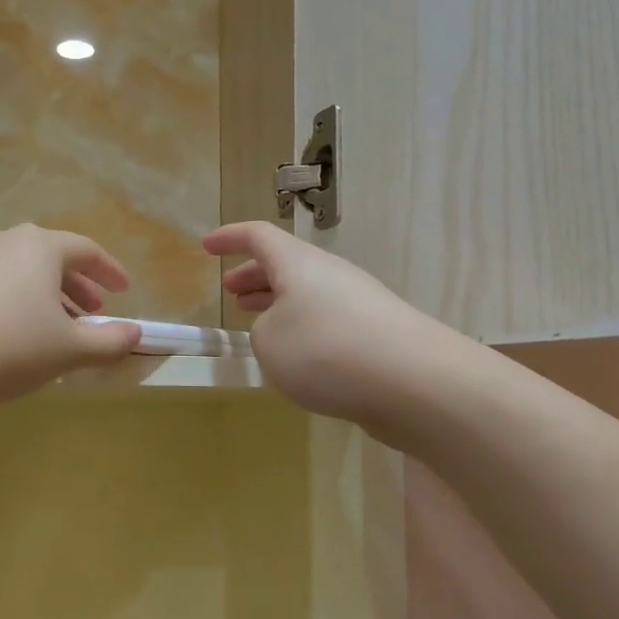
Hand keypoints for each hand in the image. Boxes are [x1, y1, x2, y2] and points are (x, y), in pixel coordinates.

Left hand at [0, 225, 141, 410]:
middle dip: (77, 286)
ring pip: (22, 272)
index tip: (123, 291)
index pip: (86, 250)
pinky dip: (18, 302)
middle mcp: (5, 241)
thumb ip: (108, 342)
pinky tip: (18, 335)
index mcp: (39, 246)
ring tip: (58, 329)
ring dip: (47, 296)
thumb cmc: (9, 347)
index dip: (110, 271)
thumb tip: (136, 335)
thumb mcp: (68, 350)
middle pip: (52, 258)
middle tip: (93, 313)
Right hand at [206, 221, 465, 430]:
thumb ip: (262, 331)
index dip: (229, 238)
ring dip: (278, 304)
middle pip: (286, 265)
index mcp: (298, 264)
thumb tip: (282, 331)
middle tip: (231, 291)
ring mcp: (358, 302)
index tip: (206, 247)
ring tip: (258, 323)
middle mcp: (330, 275)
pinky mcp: (376, 334)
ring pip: (308, 294)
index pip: (258, 236)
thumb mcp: (268, 342)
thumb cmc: (325, 350)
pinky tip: (298, 357)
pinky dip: (304, 329)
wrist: (412, 382)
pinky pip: (328, 321)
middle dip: (254, 276)